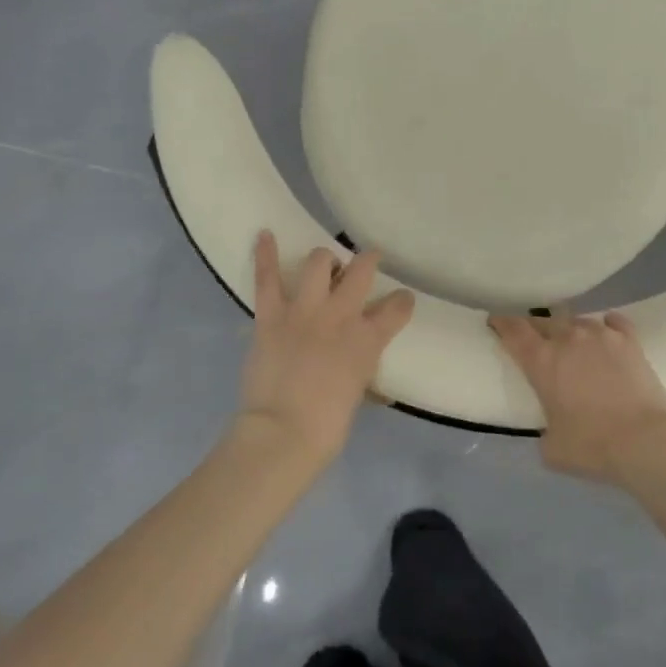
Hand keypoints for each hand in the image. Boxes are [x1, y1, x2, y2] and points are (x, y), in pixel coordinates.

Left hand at [237, 232, 415, 471]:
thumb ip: (361, 374)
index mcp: (368, 340)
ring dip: (324, 260)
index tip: (401, 300)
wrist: (283, 432)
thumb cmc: (327, 426)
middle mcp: (341, 315)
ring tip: (324, 265)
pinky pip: (267, 278)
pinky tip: (264, 234)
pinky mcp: (271, 315)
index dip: (401, 301)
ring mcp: (304, 310)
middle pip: (362, 271)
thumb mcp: (357, 396)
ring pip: (318, 263)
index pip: (397, 308)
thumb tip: (365, 379)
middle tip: (366, 263)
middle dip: (368, 261)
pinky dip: (265, 254)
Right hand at [488, 311, 665, 484]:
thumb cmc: (593, 446)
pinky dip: (606, 326)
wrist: (647, 441)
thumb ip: (544, 431)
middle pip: (543, 321)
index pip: (513, 330)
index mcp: (541, 361)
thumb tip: (551, 429)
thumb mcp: (552, 448)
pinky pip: (613, 322)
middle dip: (534, 328)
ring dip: (569, 329)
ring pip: (576, 320)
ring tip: (571, 341)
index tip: (495, 322)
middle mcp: (568, 339)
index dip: (501, 323)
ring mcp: (601, 336)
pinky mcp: (630, 341)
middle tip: (533, 339)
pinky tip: (607, 331)